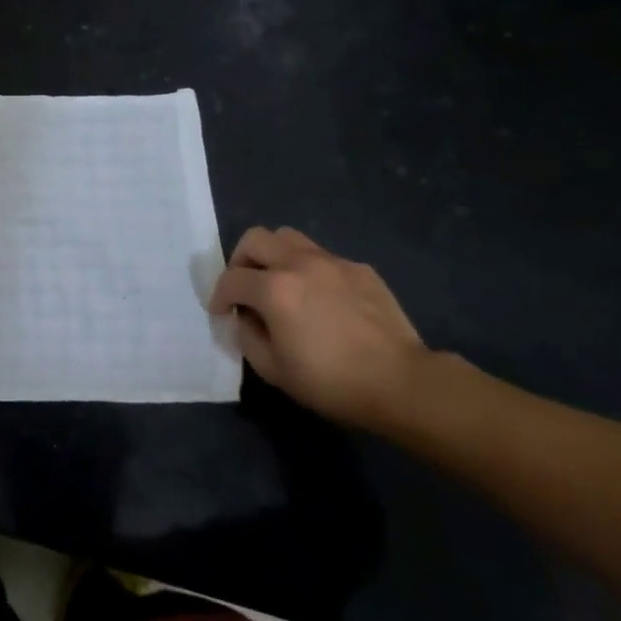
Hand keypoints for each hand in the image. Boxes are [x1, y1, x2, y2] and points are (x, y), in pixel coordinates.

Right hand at [208, 226, 435, 429]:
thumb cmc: (331, 382)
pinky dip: (309, 269)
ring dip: (273, 256)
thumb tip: (245, 318)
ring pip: (289, 237)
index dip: (219, 296)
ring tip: (279, 283)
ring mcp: (332, 262)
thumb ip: (248, 336)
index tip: (222, 313)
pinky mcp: (359, 269)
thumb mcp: (273, 370)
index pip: (231, 279)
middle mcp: (299, 263)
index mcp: (274, 289)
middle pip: (255, 239)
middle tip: (245, 287)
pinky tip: (320, 298)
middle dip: (240, 261)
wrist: (401, 383)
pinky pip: (322, 257)